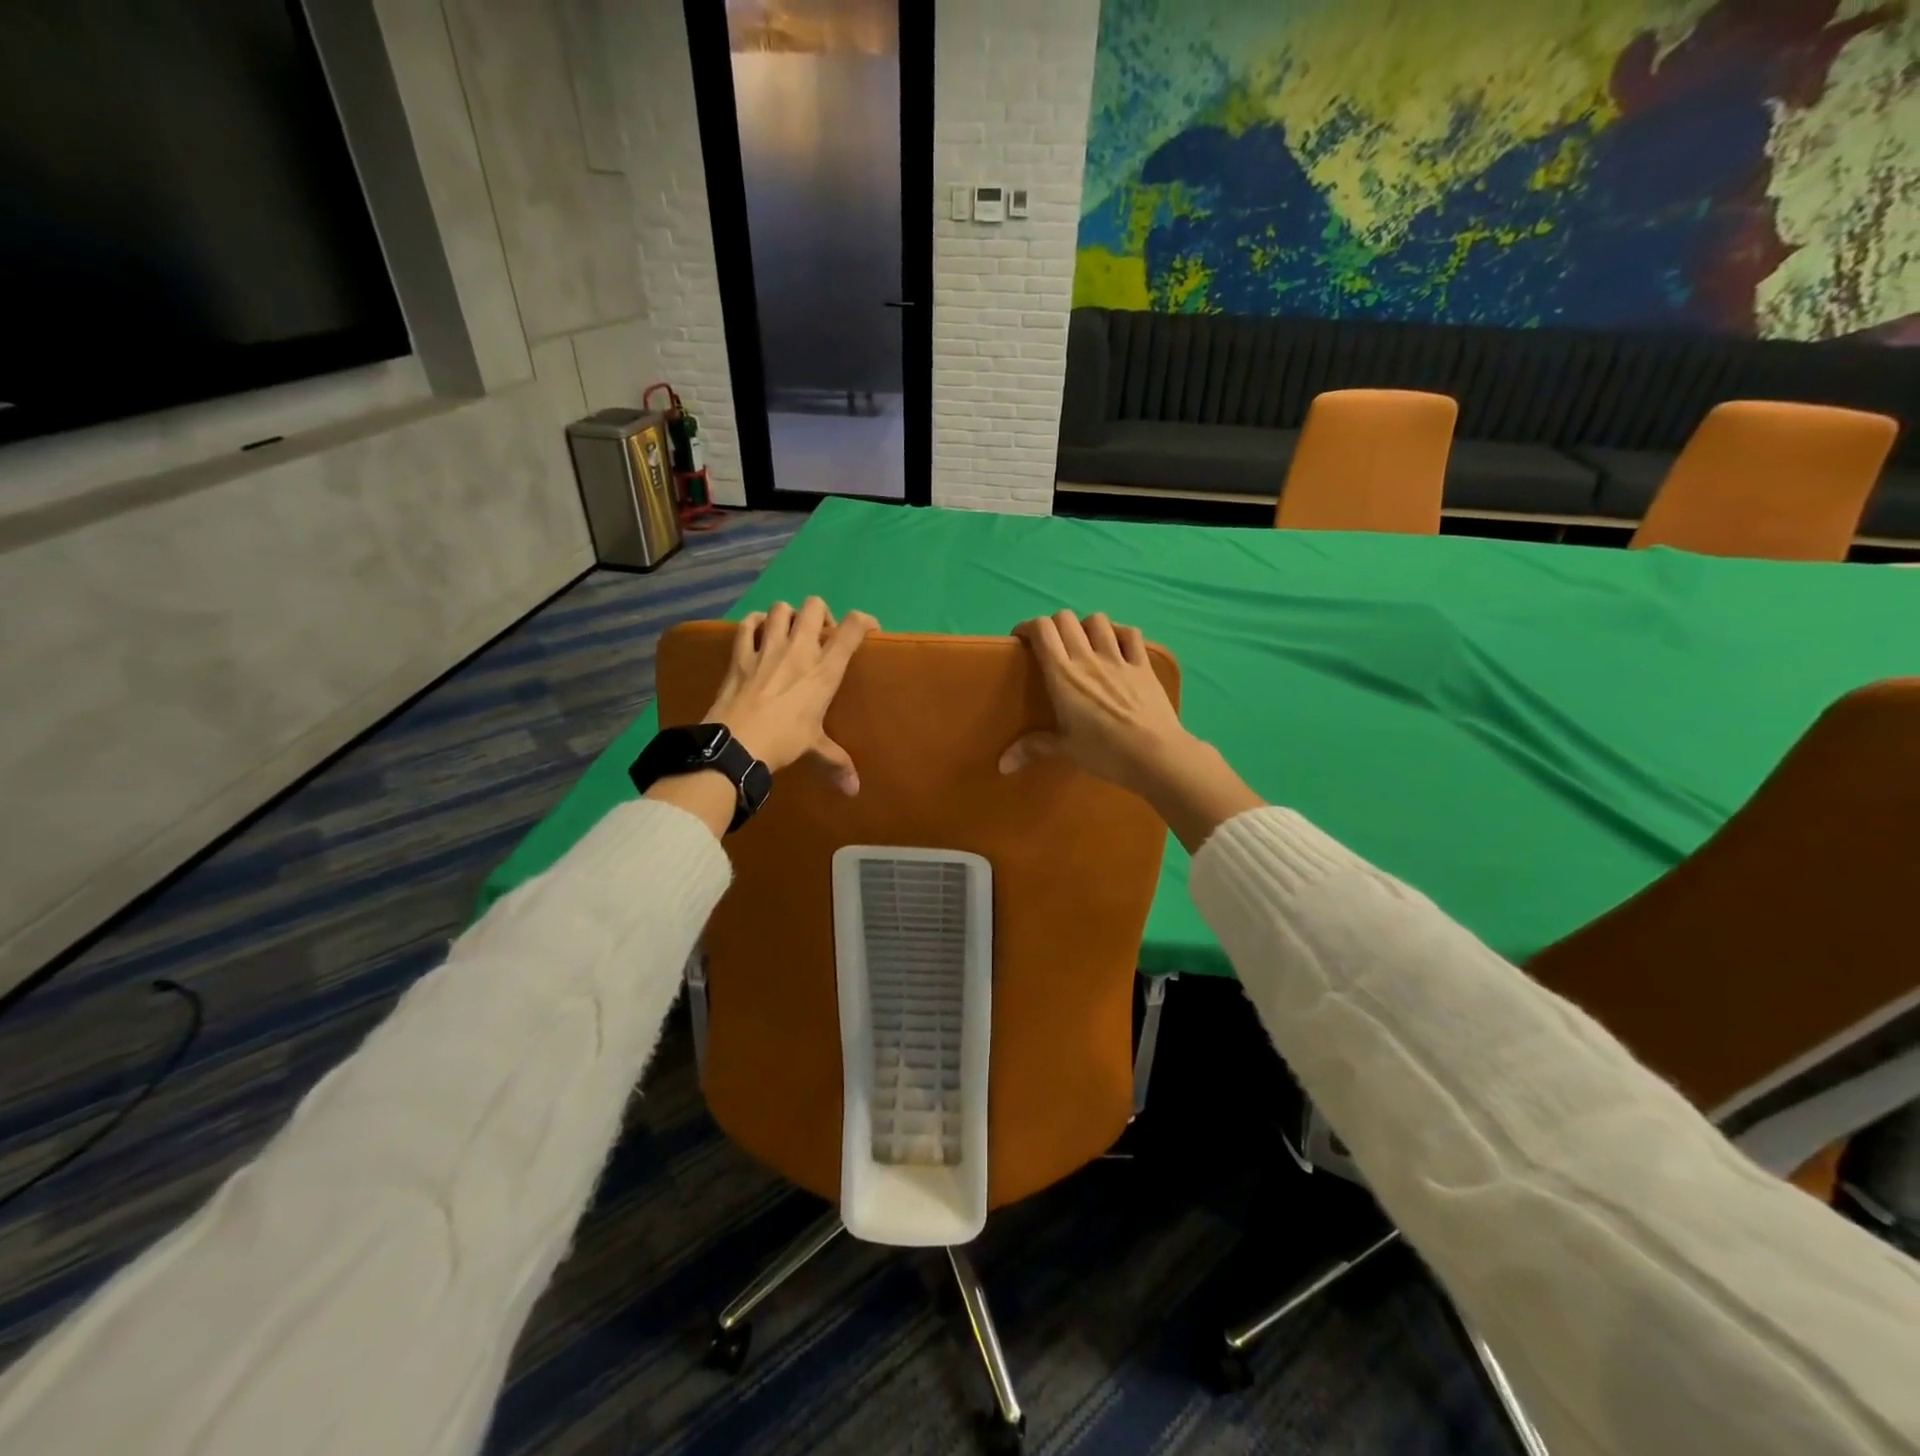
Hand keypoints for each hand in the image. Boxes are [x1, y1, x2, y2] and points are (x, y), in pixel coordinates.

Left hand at [707, 598, 877, 793]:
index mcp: (824, 670)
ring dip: (788, 614)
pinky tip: (758, 632)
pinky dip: (755, 623)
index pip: (853, 628)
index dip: (865, 621)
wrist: (737, 744)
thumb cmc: (784, 741)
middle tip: (820, 634)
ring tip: (789, 631)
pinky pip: (748, 624)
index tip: (869, 629)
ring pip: (781, 608)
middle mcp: (799, 650)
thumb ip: (836, 762)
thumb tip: (854, 790)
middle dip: (821, 613)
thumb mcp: (814, 748)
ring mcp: (767, 648)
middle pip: (814, 606)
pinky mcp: (740, 654)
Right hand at [1001, 610, 1262, 852]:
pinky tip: (1117, 644)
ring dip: (1086, 625)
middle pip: (1066, 619)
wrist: (1156, 755)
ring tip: (1083, 642)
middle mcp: (1088, 658)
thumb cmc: (1105, 753)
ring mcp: (1119, 659)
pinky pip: (1131, 634)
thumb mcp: (1065, 750)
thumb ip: (1032, 748)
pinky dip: (1120, 632)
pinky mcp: (1143, 665)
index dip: (1028, 627)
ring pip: (1098, 621)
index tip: (1022, 640)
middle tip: (1050, 644)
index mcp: (1063, 676)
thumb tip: (1002, 765)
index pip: (1042, 631)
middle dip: (1053, 625)